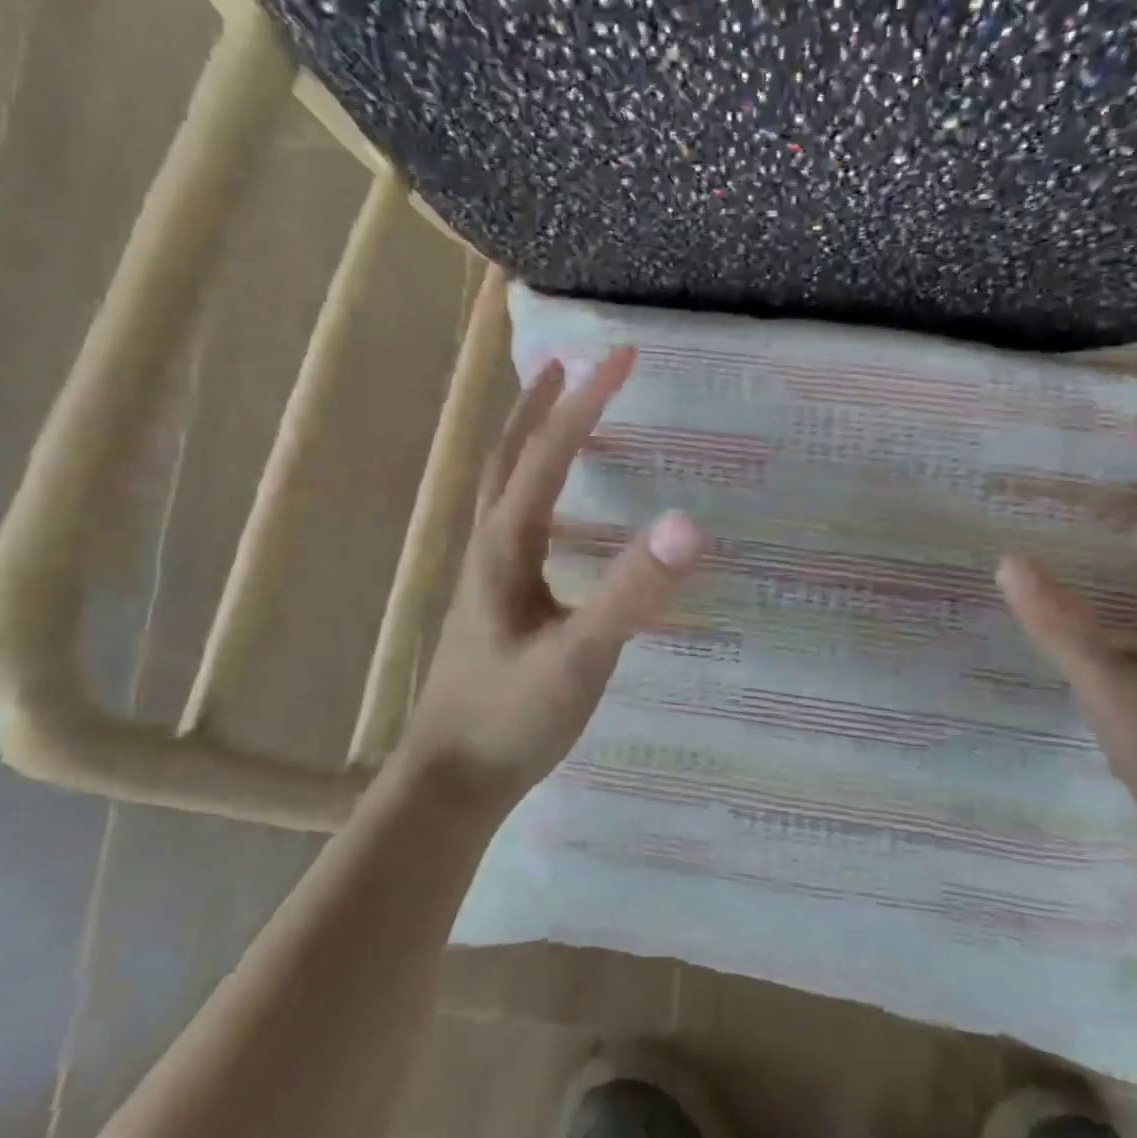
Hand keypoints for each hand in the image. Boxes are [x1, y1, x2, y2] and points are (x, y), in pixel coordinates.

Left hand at [402, 345, 705, 803]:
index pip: (548, 452)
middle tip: (571, 364)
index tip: (623, 355)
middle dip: (540, 403)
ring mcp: (489, 574)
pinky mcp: (496, 600)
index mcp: (506, 544)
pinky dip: (534, 487)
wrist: (451, 782)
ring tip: (559, 414)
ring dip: (529, 439)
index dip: (587, 401)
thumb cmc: (510, 718)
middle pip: (509, 454)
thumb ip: (630, 593)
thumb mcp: (580, 657)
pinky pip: (515, 520)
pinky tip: (558, 511)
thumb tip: (685, 522)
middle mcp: (490, 545)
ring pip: (504, 486)